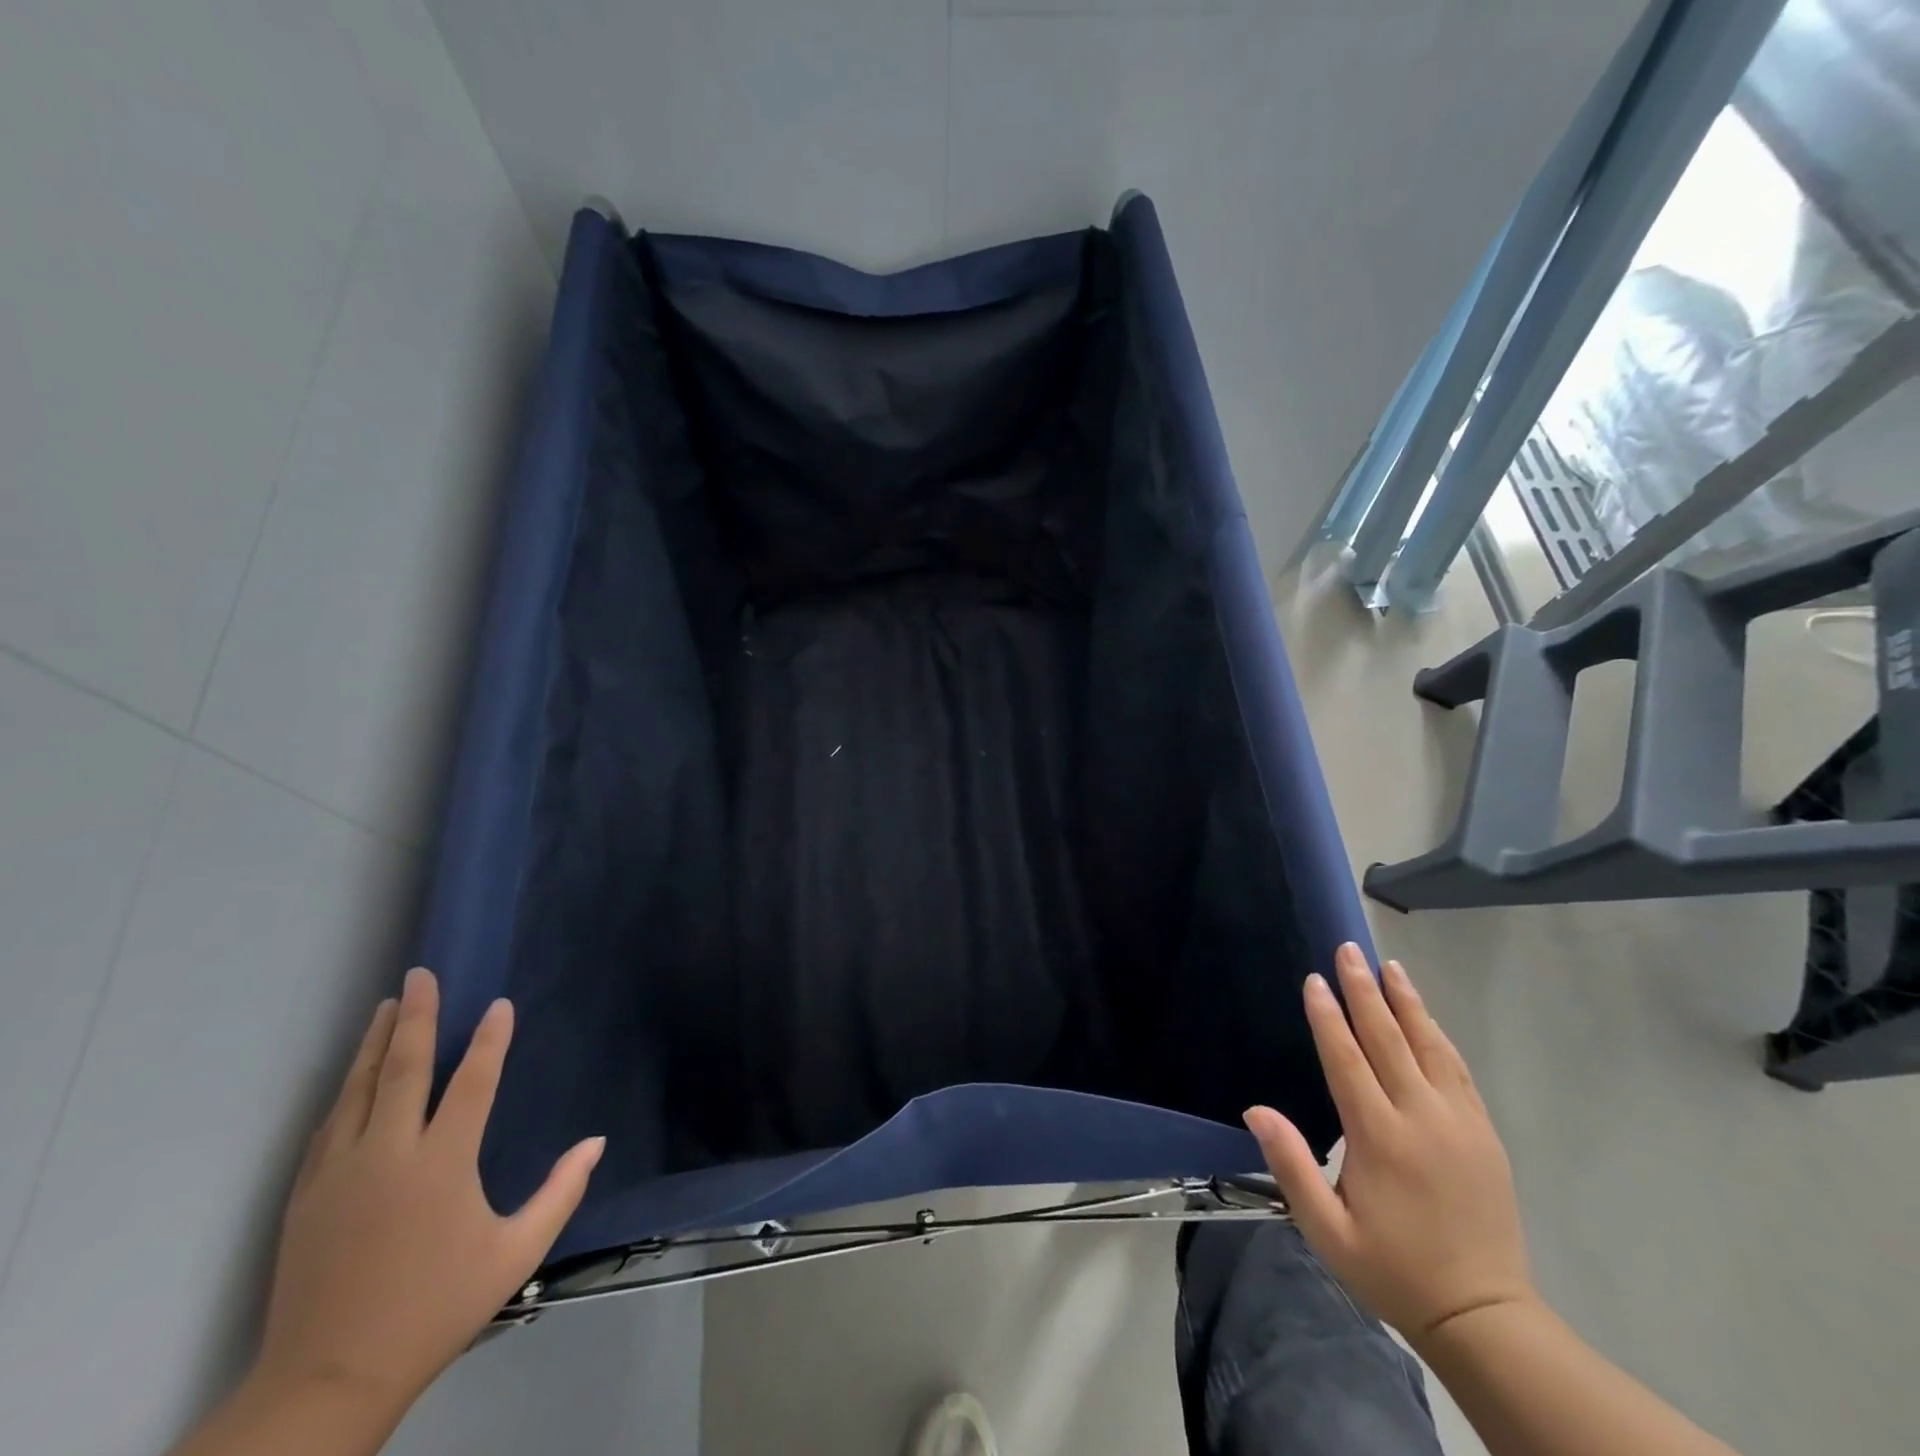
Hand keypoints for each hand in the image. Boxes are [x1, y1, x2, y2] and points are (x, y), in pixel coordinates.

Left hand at [253, 968, 604, 1412]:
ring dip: (375, 1043)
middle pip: (403, 1069)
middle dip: (415, 1017)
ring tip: (386, 1005)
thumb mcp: (515, 1255)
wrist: (327, 1380)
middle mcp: (388, 1155)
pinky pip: (329, 1125)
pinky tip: (354, 1074)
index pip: (471, 1083)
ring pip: (358, 1089)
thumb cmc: (436, 1309)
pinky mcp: (307, 1194)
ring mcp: (340, 1172)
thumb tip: (596, 1141)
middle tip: (421, 975)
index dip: (489, 1040)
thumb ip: (560, 1192)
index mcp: (442, 1165)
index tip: (499, 1004)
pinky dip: (347, 1088)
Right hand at [1244, 945, 1534, 1341]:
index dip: (1328, 1017)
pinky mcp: (1484, 1134)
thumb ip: (1290, 1166)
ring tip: (1391, 966)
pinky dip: (1438, 1037)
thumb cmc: (1392, 1268)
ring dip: (1407, 1003)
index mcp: (1380, 1138)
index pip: (1347, 1060)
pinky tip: (1426, 1017)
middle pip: (1388, 1040)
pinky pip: (1459, 1071)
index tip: (1315, 980)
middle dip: (1365, 991)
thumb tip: (1256, 1110)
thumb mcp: (1327, 1230)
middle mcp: (1422, 1119)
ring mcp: (1459, 1123)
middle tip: (1350, 950)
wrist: (1483, 1315)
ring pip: (1429, 1046)